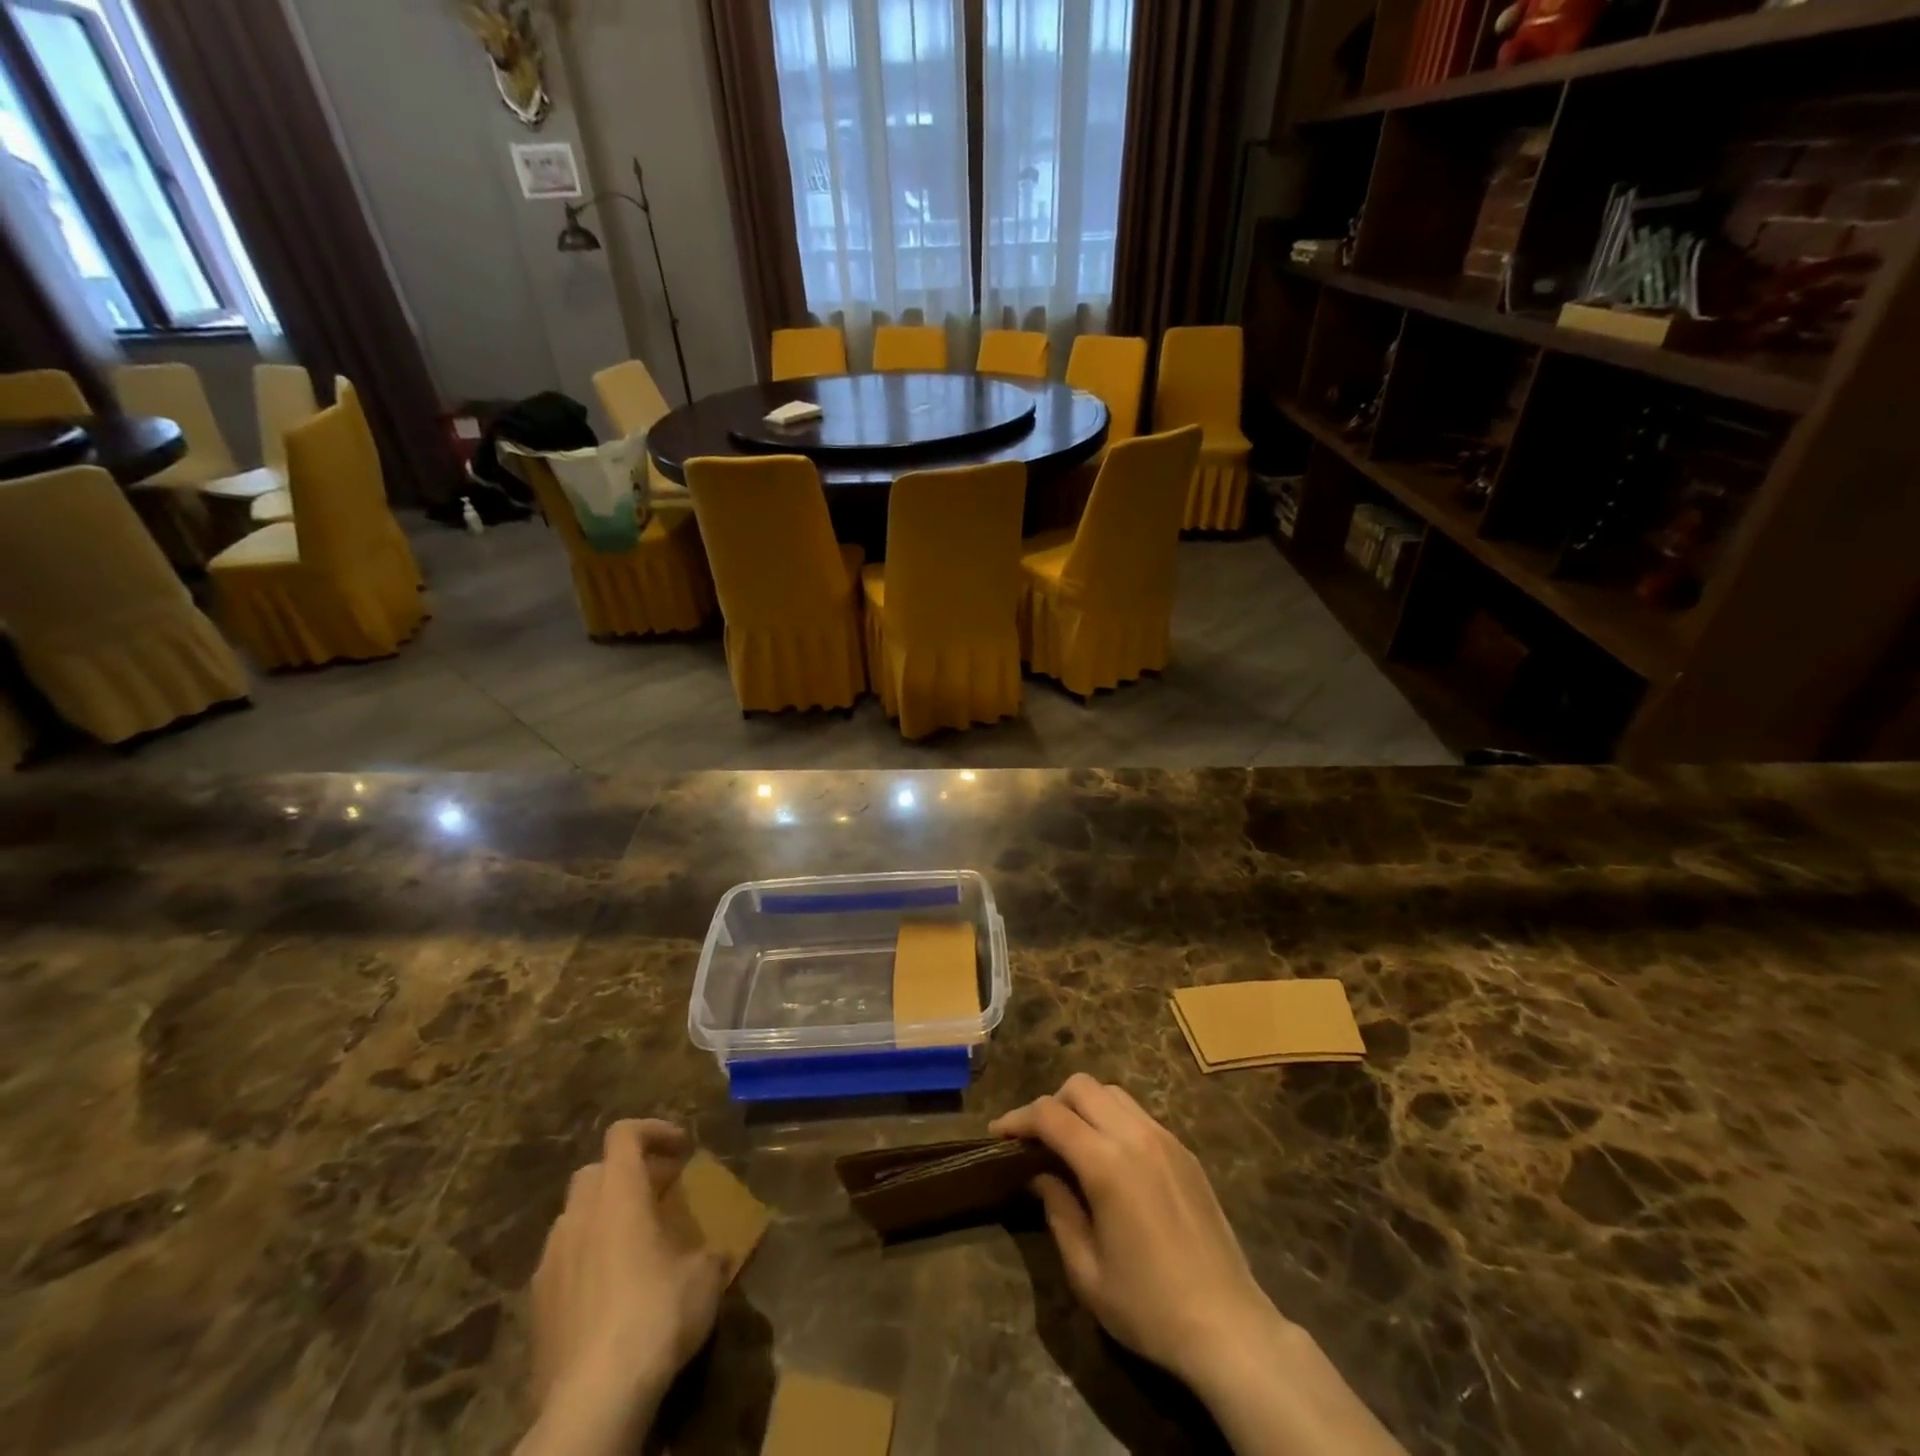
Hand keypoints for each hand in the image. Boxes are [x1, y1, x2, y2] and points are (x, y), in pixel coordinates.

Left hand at [517, 1120, 728, 1455]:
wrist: (592, 1401)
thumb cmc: (655, 1317)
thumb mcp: (705, 1277)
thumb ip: (709, 1252)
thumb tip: (715, 1253)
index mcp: (618, 1196)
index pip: (624, 1134)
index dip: (654, 1131)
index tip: (681, 1150)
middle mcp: (579, 1217)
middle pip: (595, 1171)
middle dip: (628, 1173)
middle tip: (661, 1192)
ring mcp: (550, 1262)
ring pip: (575, 1216)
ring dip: (605, 1215)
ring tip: (636, 1242)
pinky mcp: (535, 1306)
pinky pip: (563, 1260)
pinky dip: (587, 1257)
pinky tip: (611, 1290)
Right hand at [992, 1076, 1404, 1455]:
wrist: (1228, 1326)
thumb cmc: (1149, 1307)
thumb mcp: (1086, 1271)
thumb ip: (1057, 1210)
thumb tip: (1039, 1173)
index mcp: (1107, 1163)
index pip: (1050, 1115)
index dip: (1017, 1119)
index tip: (997, 1134)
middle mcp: (1136, 1136)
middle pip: (1081, 1087)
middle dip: (1050, 1104)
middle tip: (1035, 1140)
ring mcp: (1165, 1138)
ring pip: (1112, 1093)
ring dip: (1083, 1106)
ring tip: (1070, 1143)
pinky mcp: (1184, 1150)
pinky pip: (1138, 1113)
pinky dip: (1112, 1118)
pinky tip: (1109, 1157)